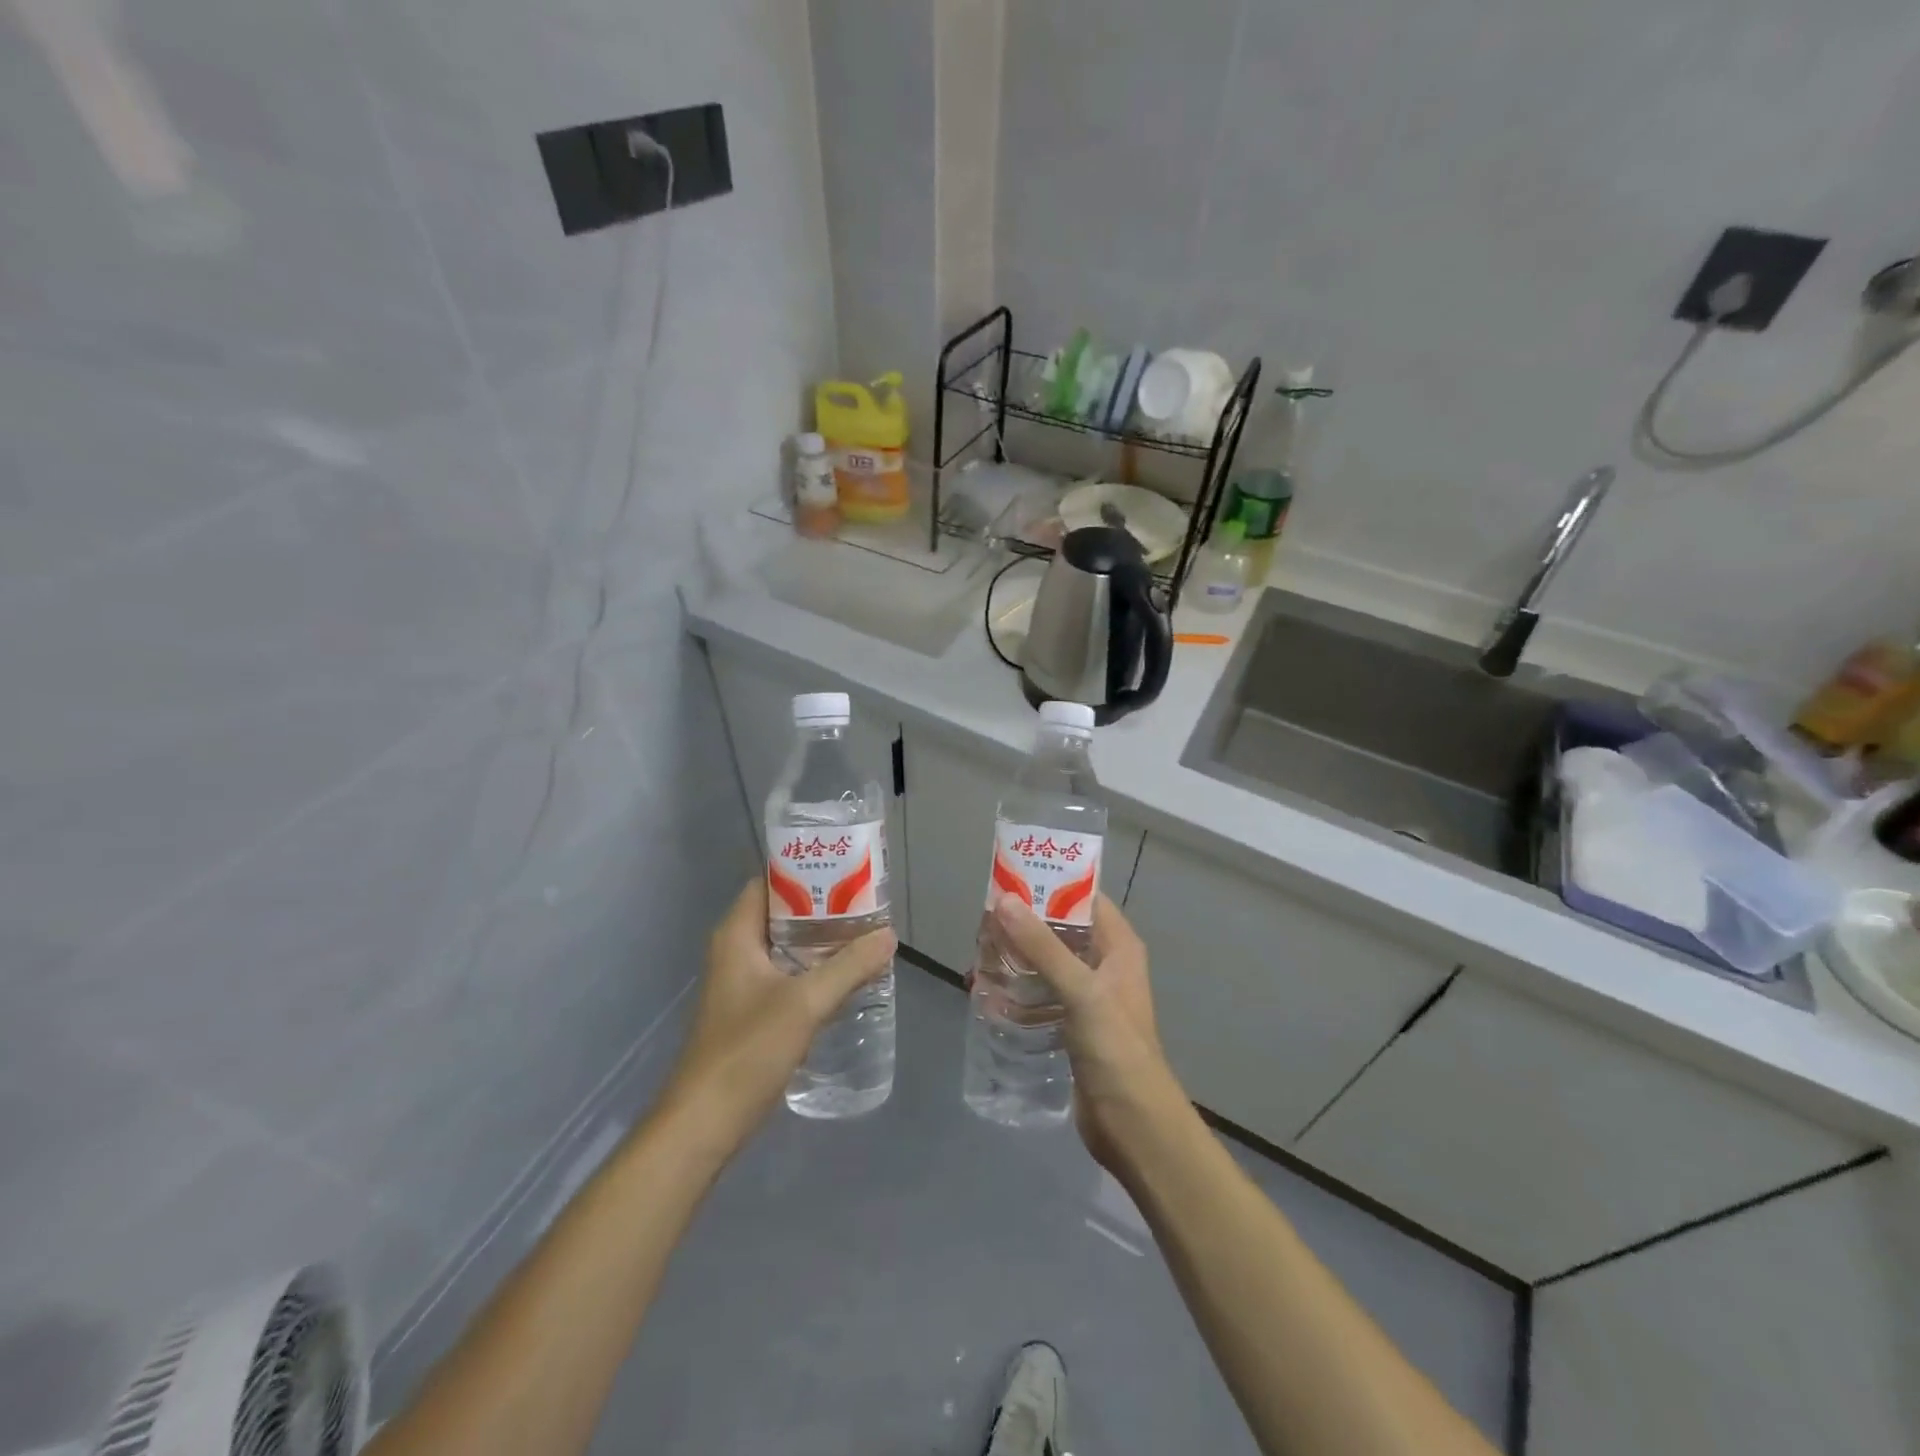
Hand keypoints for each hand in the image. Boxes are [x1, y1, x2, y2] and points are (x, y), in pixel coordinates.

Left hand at [661, 878, 895, 1152]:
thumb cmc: (747, 1050)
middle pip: (782, 913)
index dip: (804, 870)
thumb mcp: (805, 1003)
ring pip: (787, 947)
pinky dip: (815, 969)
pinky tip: (847, 977)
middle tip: (866, 902)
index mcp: (737, 934)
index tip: (845, 868)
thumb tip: (888, 935)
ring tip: (865, 934)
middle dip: (823, 907)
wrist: (705, 1122)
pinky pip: (788, 975)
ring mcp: (742, 983)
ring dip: (822, 940)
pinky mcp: (751, 1011)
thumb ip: (850, 966)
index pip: (769, 882)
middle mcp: (736, 950)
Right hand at [989, 891, 1185, 1170]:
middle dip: (1023, 926)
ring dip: (1016, 960)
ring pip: (1047, 965)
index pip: (1084, 899)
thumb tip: (1004, 900)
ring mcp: (1088, 998)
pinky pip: (1041, 997)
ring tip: (978, 957)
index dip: (1050, 885)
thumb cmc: (1115, 1048)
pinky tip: (987, 996)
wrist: (1133, 1125)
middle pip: (1059, 931)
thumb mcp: (1080, 990)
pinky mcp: (1072, 1027)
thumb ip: (1042, 945)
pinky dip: (1017, 993)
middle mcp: (1105, 965)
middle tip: (982, 924)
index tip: (1009, 880)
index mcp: (1118, 946)